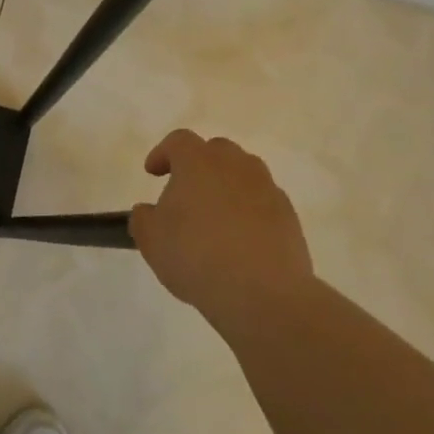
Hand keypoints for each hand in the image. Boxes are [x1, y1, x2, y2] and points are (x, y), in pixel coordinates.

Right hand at [129, 130, 314, 323]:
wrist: (262, 292)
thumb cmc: (195, 256)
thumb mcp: (150, 238)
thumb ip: (144, 218)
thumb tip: (150, 211)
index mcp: (198, 162)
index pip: (178, 141)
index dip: (163, 153)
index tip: (152, 173)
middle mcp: (236, 166)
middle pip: (216, 151)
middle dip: (198, 165)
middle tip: (185, 191)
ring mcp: (268, 190)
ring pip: (244, 174)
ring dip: (226, 187)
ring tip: (213, 216)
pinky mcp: (289, 217)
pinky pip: (262, 202)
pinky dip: (248, 211)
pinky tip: (238, 240)